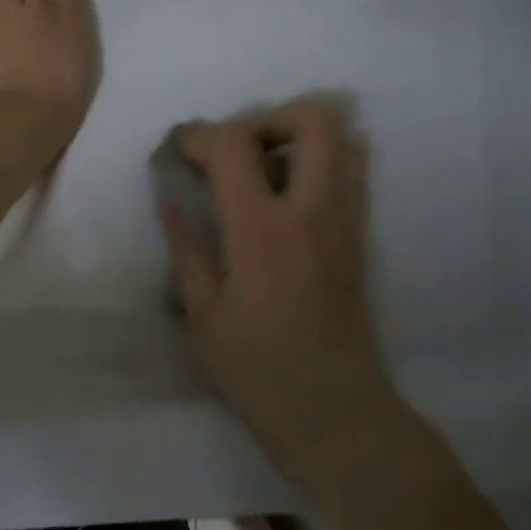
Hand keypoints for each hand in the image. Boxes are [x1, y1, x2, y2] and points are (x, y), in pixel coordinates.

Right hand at [162, 98, 393, 440]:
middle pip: (313, 119)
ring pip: (344, 139)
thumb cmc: (257, 370)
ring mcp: (346, 220)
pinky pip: (354, 173)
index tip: (180, 151)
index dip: (200, 135)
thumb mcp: (203, 315)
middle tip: (238, 151)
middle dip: (269, 117)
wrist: (334, 411)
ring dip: (300, 137)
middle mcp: (311, 211)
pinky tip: (290, 197)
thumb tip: (169, 200)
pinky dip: (323, 162)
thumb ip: (186, 248)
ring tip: (265, 170)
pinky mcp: (361, 237)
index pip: (234, 144)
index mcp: (261, 230)